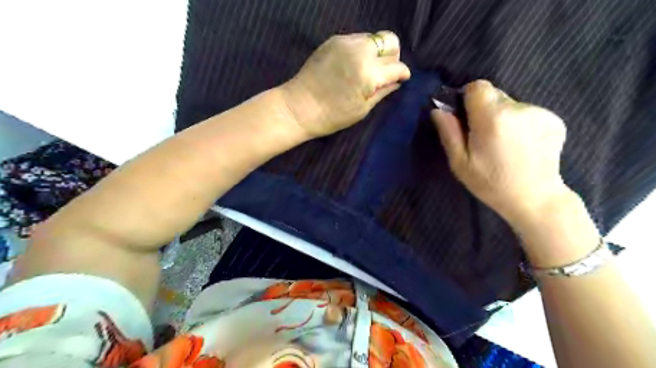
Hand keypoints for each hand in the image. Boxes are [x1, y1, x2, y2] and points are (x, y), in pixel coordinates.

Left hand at [281, 30, 408, 137]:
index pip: (397, 66)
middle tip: (384, 73)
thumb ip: (383, 91)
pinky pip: (358, 39)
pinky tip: (351, 65)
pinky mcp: (334, 40)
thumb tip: (397, 81)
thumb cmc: (332, 115)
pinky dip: (361, 50)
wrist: (299, 107)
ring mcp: (346, 42)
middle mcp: (360, 51)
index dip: (402, 74)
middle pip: (390, 41)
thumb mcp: (362, 108)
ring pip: (374, 38)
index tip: (400, 80)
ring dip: (376, 52)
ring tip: (366, 70)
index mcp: (369, 73)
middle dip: (393, 57)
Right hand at [432, 79, 568, 225]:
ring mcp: (540, 113)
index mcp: (491, 119)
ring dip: (503, 117)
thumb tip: (438, 110)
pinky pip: (528, 112)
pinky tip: (521, 145)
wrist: (535, 198)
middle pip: (494, 95)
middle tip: (483, 136)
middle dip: (484, 110)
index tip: (466, 115)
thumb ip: (449, 133)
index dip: (468, 97)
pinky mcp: (555, 119)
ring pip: (511, 104)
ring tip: (504, 144)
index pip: (478, 87)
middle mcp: (518, 109)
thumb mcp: (460, 163)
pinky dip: (520, 123)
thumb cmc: (490, 183)